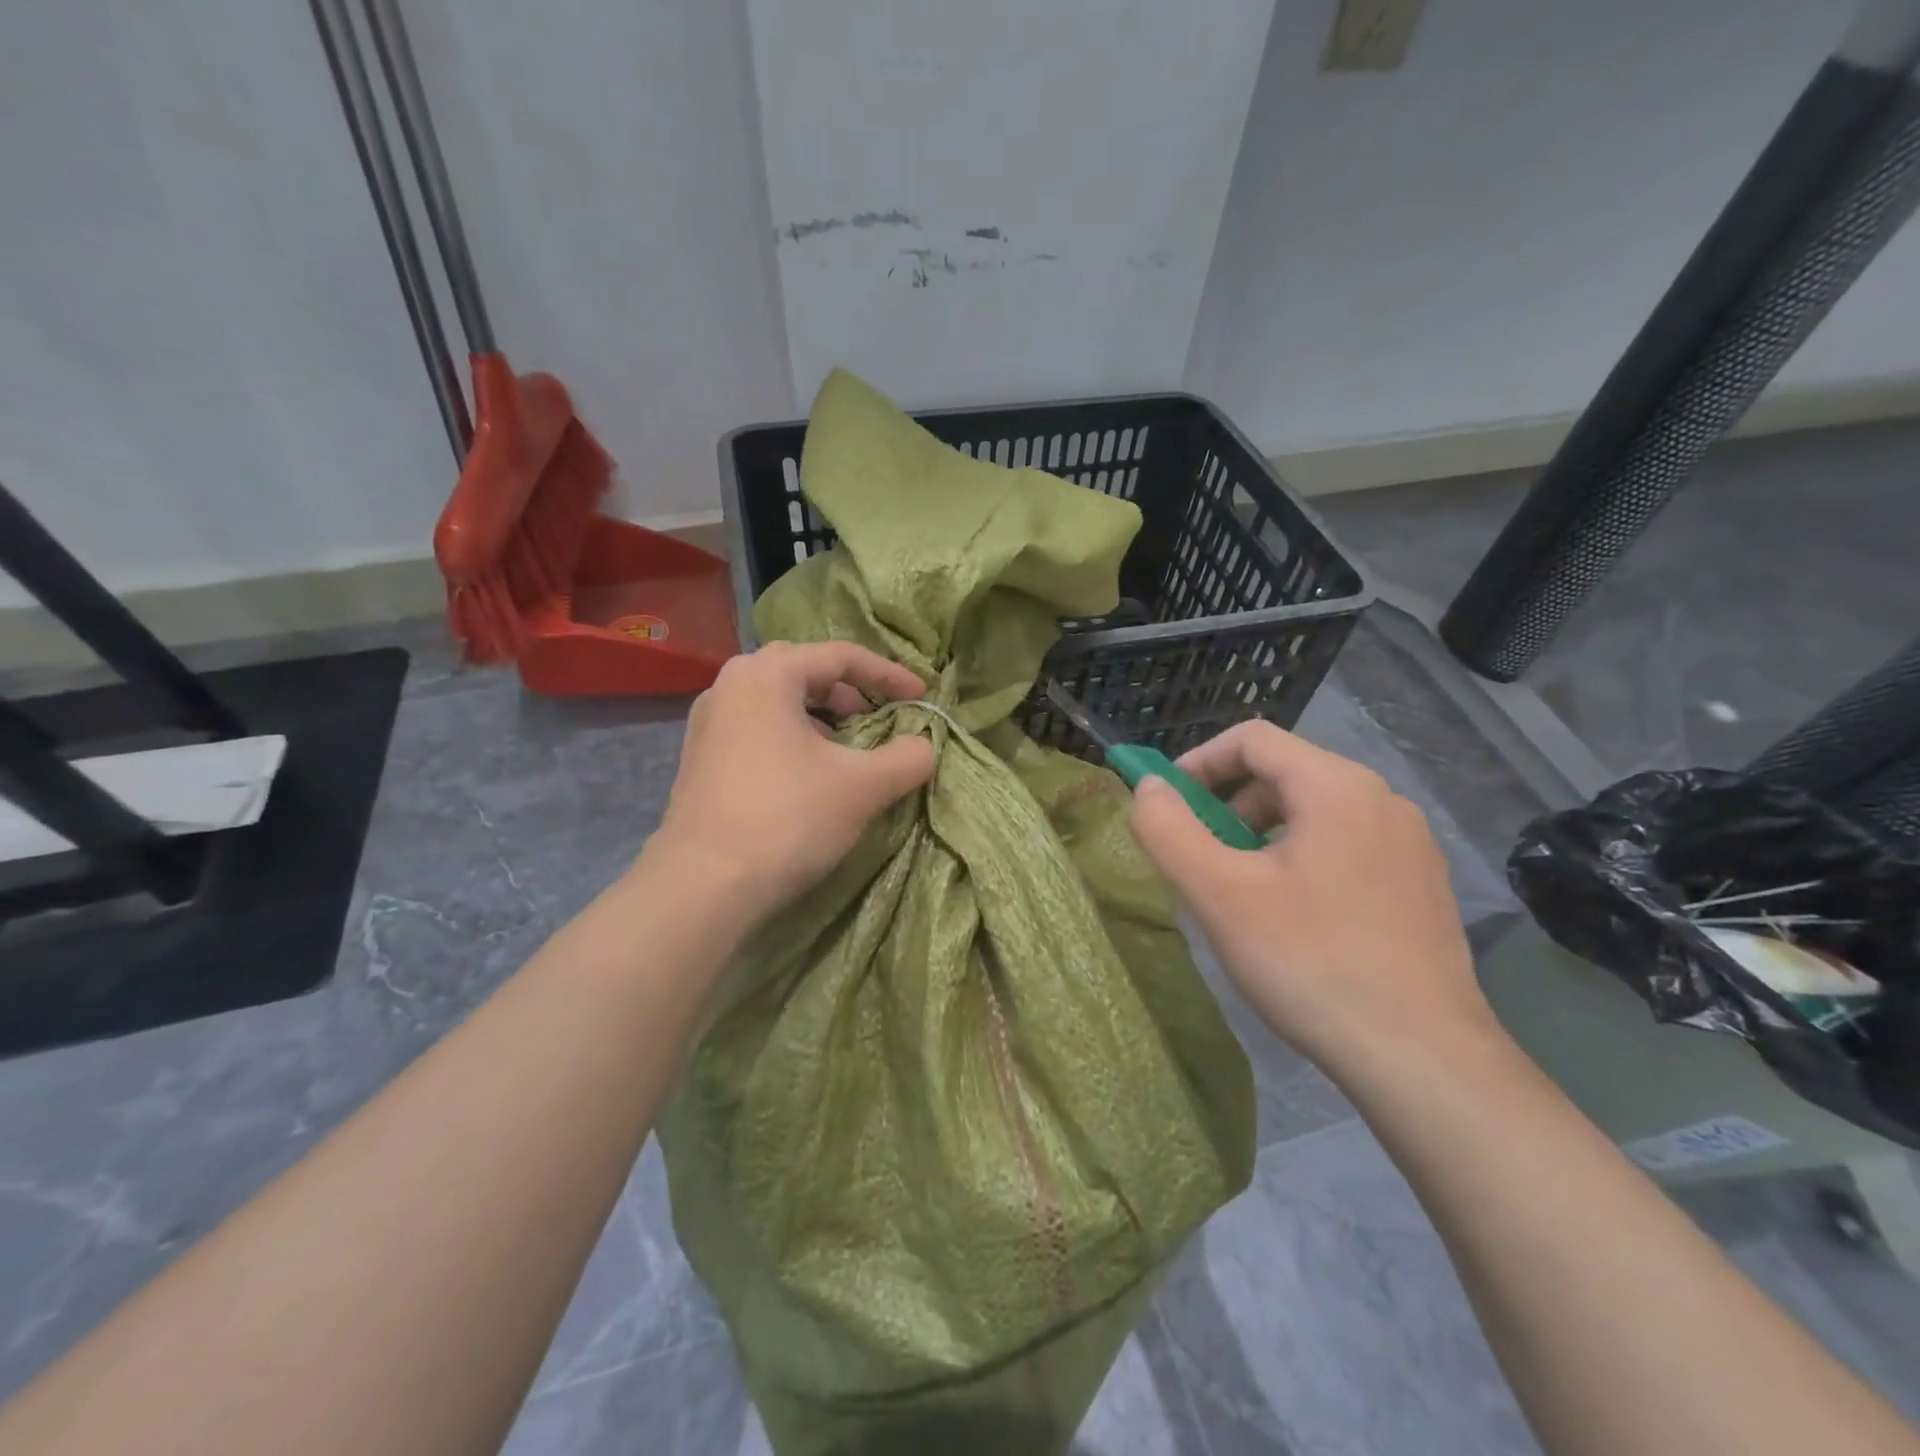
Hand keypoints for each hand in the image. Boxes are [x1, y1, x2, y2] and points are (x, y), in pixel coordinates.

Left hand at [646, 641, 936, 922]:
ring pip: (779, 702)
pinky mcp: (701, 758)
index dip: (889, 675)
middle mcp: (731, 685)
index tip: (921, 698)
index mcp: (767, 674)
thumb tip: (924, 746)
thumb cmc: (787, 817)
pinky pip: (758, 728)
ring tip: (850, 747)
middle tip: (880, 717)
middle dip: (851, 692)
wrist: (704, 885)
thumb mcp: (863, 786)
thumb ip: (907, 757)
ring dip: (822, 717)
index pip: (841, 656)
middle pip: (805, 671)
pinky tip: (810, 774)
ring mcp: (709, 722)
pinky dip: (794, 737)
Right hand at [1129, 720, 1497, 1076]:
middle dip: (1229, 805)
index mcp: (1337, 786)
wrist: (1423, 1059)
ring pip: (1316, 813)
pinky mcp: (1423, 886)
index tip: (1168, 803)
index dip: (1199, 761)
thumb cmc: (1310, 962)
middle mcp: (1383, 800)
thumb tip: (1149, 789)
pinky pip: (1347, 846)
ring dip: (1262, 835)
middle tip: (1201, 857)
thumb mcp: (1219, 893)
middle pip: (1285, 774)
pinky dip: (1302, 859)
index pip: (1253, 739)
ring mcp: (1411, 844)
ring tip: (1241, 891)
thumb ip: (1170, 830)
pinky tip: (1294, 919)